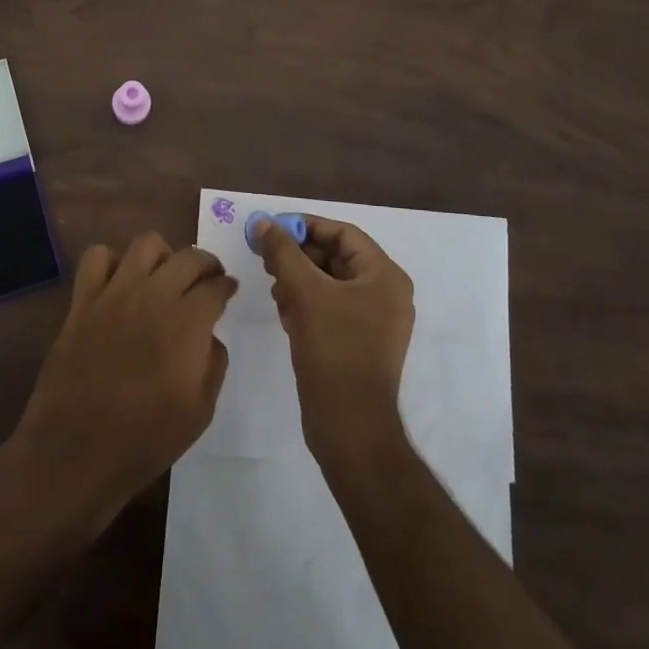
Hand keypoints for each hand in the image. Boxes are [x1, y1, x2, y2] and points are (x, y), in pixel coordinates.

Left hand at [2, 234, 235, 540]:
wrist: (76, 451)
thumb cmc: (144, 439)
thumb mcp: (199, 412)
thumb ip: (213, 365)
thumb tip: (210, 337)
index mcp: (187, 322)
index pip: (216, 286)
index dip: (226, 286)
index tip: (229, 290)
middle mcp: (154, 295)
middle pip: (188, 257)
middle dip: (205, 263)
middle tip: (207, 278)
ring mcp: (114, 293)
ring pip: (146, 244)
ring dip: (163, 254)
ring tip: (165, 273)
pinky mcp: (83, 300)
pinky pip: (96, 257)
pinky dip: (111, 260)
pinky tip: (118, 280)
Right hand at [253, 215, 414, 466]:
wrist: (350, 427)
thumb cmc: (334, 351)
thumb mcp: (305, 293)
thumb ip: (282, 252)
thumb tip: (263, 221)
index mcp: (385, 276)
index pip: (343, 233)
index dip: (306, 226)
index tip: (271, 229)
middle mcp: (385, 293)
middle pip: (336, 257)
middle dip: (299, 255)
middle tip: (266, 259)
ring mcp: (374, 321)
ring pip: (330, 283)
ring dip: (299, 279)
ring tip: (273, 288)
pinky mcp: (359, 343)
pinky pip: (331, 308)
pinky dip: (307, 303)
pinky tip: (284, 313)